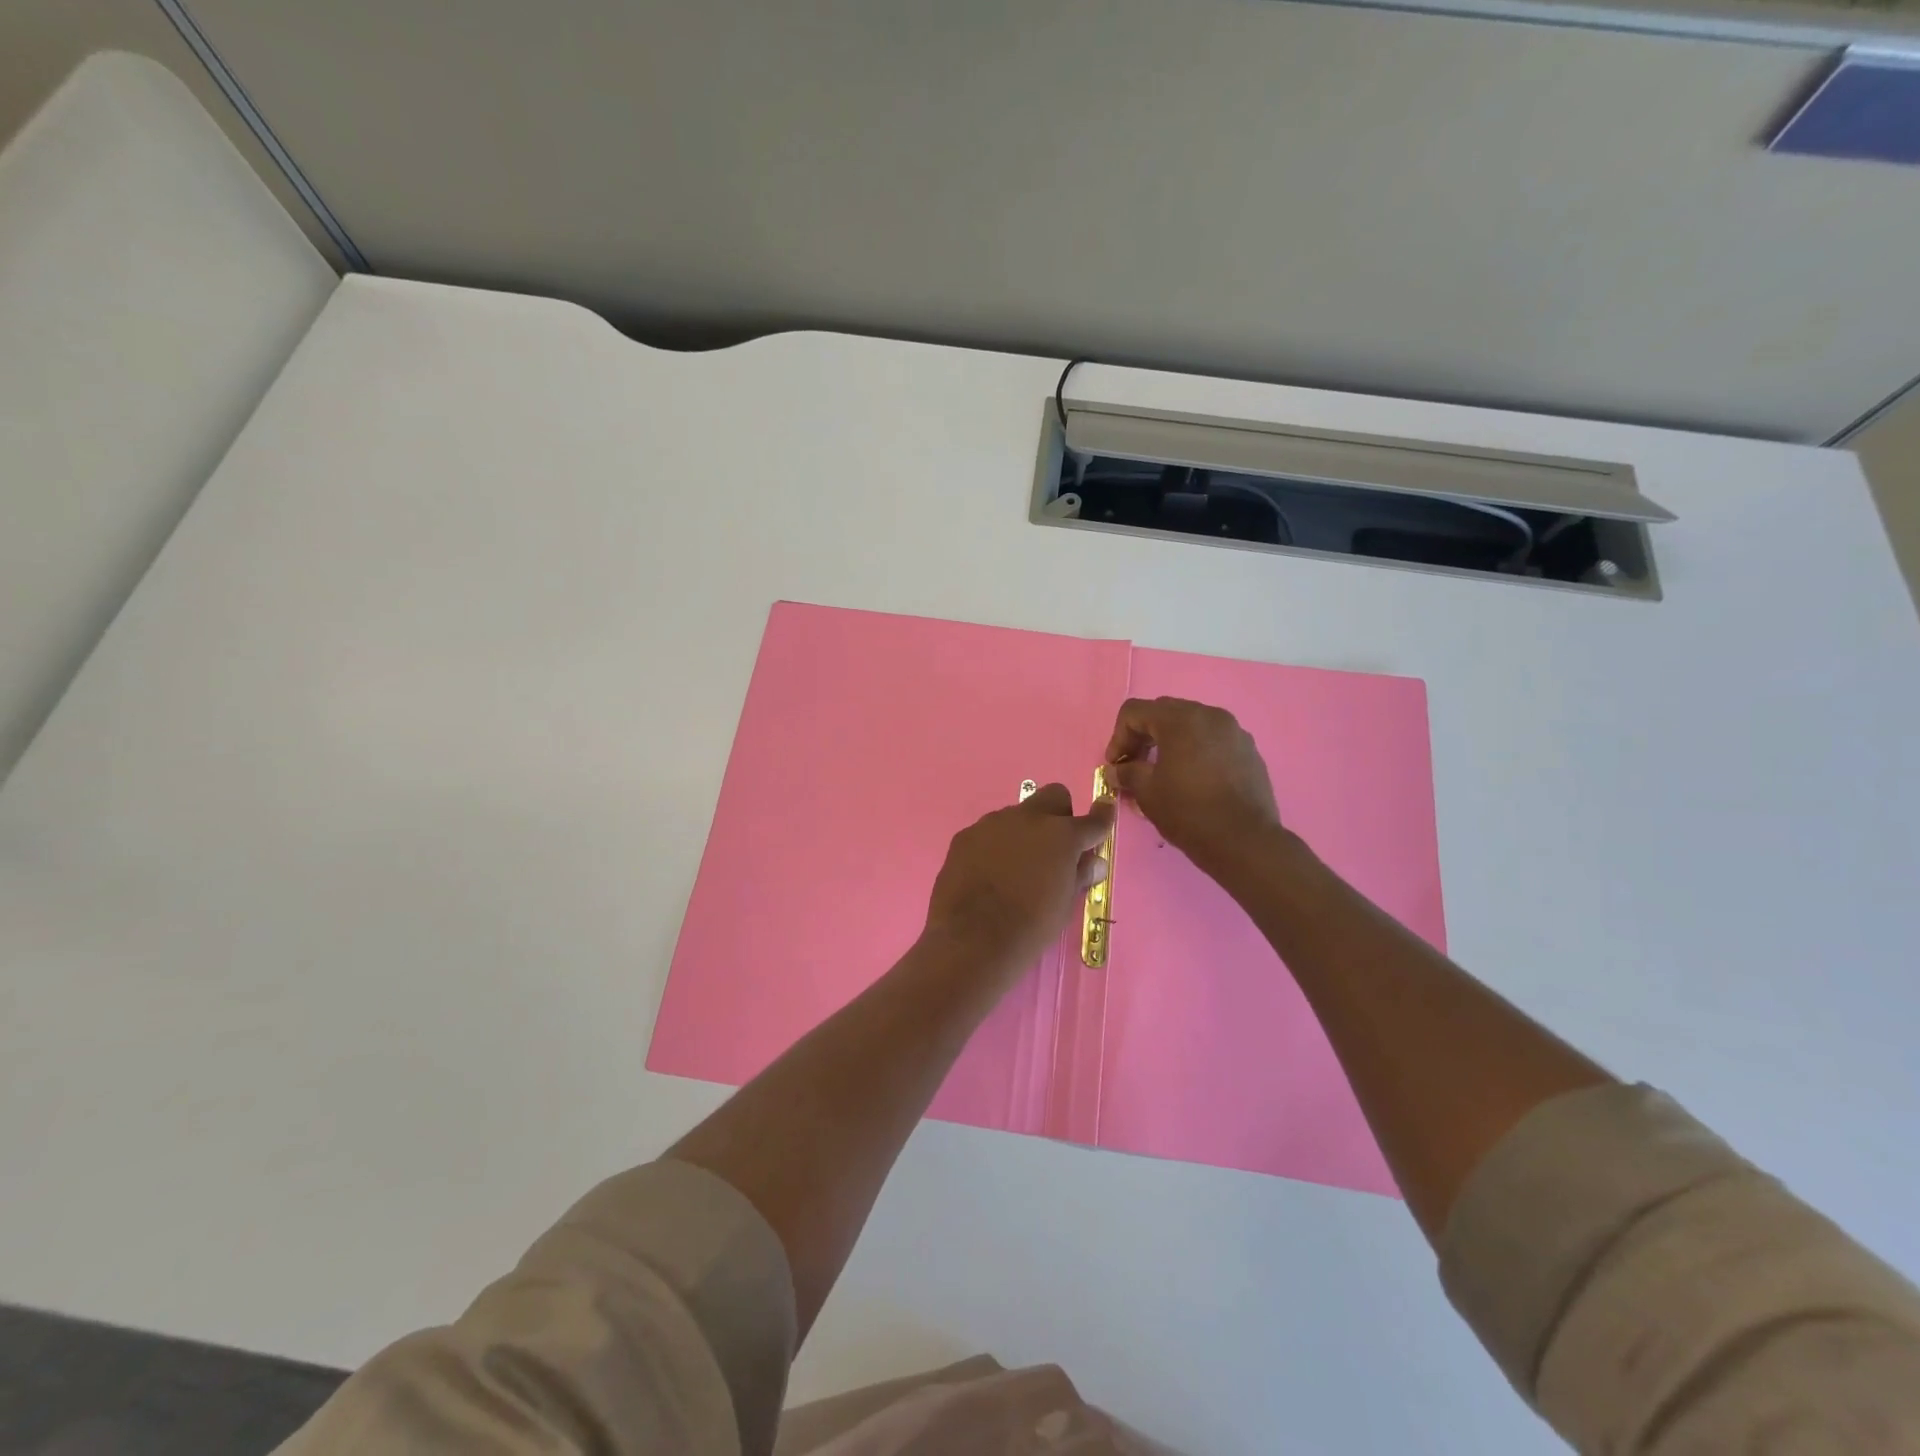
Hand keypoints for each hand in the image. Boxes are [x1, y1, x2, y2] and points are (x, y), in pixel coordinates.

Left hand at [924, 784, 1113, 976]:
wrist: (972, 939)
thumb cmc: (1030, 927)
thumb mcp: (1064, 904)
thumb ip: (1079, 875)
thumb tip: (1094, 861)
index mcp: (1062, 836)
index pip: (1092, 819)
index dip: (1102, 816)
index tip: (1104, 809)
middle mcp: (1029, 819)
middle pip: (1053, 796)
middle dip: (1060, 814)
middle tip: (1055, 847)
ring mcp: (993, 823)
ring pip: (1017, 814)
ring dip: (1024, 832)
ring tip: (1015, 867)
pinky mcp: (966, 835)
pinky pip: (988, 832)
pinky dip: (994, 845)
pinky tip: (988, 873)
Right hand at [1103, 697, 1282, 882]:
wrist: (1244, 841)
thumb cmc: (1188, 812)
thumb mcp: (1147, 793)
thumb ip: (1127, 773)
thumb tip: (1115, 770)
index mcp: (1180, 720)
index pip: (1135, 711)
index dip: (1118, 737)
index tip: (1116, 765)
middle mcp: (1209, 715)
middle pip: (1164, 713)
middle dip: (1143, 735)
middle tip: (1135, 765)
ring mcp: (1234, 731)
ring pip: (1191, 725)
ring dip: (1170, 742)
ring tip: (1164, 772)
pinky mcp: (1249, 751)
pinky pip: (1213, 740)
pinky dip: (1196, 751)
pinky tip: (1193, 780)